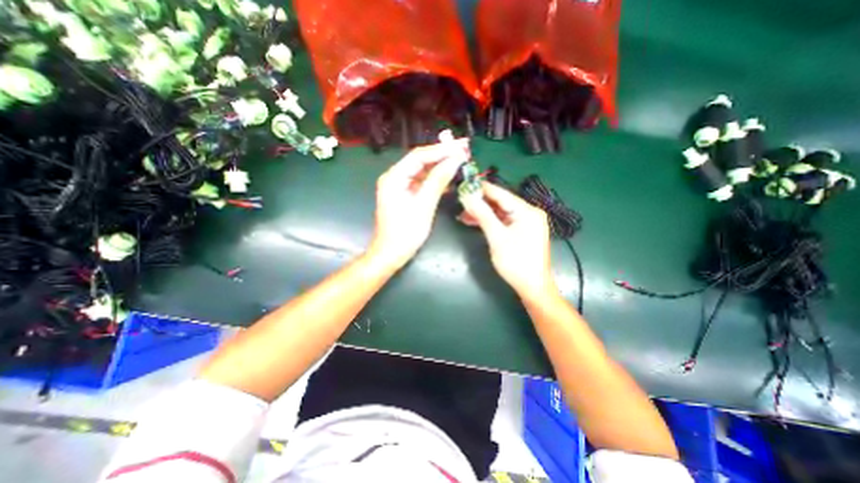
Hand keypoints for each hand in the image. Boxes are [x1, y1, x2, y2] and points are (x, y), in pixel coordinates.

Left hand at [367, 138, 467, 269]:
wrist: (390, 254)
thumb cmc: (405, 233)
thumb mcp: (424, 206)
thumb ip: (438, 180)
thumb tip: (455, 159)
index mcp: (394, 177)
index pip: (419, 155)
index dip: (441, 150)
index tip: (462, 146)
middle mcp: (395, 177)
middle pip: (421, 160)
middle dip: (443, 155)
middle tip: (464, 149)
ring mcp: (399, 186)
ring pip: (422, 170)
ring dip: (441, 166)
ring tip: (461, 159)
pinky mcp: (405, 195)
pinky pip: (422, 182)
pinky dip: (435, 179)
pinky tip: (450, 177)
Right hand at [460, 181, 554, 297]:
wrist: (532, 286)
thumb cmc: (516, 262)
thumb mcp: (497, 237)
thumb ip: (482, 215)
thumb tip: (468, 197)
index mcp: (527, 211)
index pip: (501, 194)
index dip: (482, 189)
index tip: (464, 184)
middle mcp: (529, 212)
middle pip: (500, 202)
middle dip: (480, 203)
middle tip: (461, 202)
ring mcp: (527, 222)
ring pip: (500, 212)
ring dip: (483, 213)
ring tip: (463, 214)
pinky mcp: (522, 231)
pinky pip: (504, 221)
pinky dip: (490, 221)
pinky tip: (475, 221)